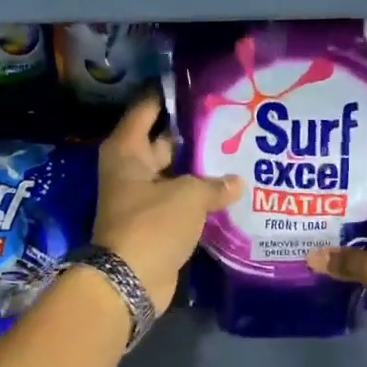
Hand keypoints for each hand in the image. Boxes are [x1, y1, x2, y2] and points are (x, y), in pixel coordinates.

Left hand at [92, 93, 241, 314]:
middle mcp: (131, 170)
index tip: (198, 84)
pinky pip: (180, 201)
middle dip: (193, 133)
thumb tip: (236, 182)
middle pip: (164, 141)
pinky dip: (200, 197)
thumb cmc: (152, 225)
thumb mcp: (188, 196)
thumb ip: (214, 183)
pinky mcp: (155, 223)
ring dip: (200, 168)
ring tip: (238, 150)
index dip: (169, 95)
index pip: (147, 109)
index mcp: (127, 151)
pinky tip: (231, 188)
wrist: (130, 282)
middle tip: (231, 119)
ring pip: (175, 174)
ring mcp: (143, 198)